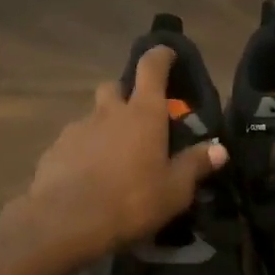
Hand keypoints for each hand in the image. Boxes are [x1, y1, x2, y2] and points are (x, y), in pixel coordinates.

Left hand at [20, 46, 226, 262]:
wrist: (65, 222)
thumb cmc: (131, 201)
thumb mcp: (174, 190)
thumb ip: (195, 165)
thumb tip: (219, 148)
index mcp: (143, 113)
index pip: (152, 67)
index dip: (161, 55)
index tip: (168, 53)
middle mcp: (108, 112)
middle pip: (114, 87)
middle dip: (125, 95)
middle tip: (137, 119)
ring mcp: (78, 128)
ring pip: (93, 116)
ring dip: (104, 126)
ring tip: (113, 156)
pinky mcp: (55, 149)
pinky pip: (74, 141)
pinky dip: (84, 150)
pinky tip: (88, 176)